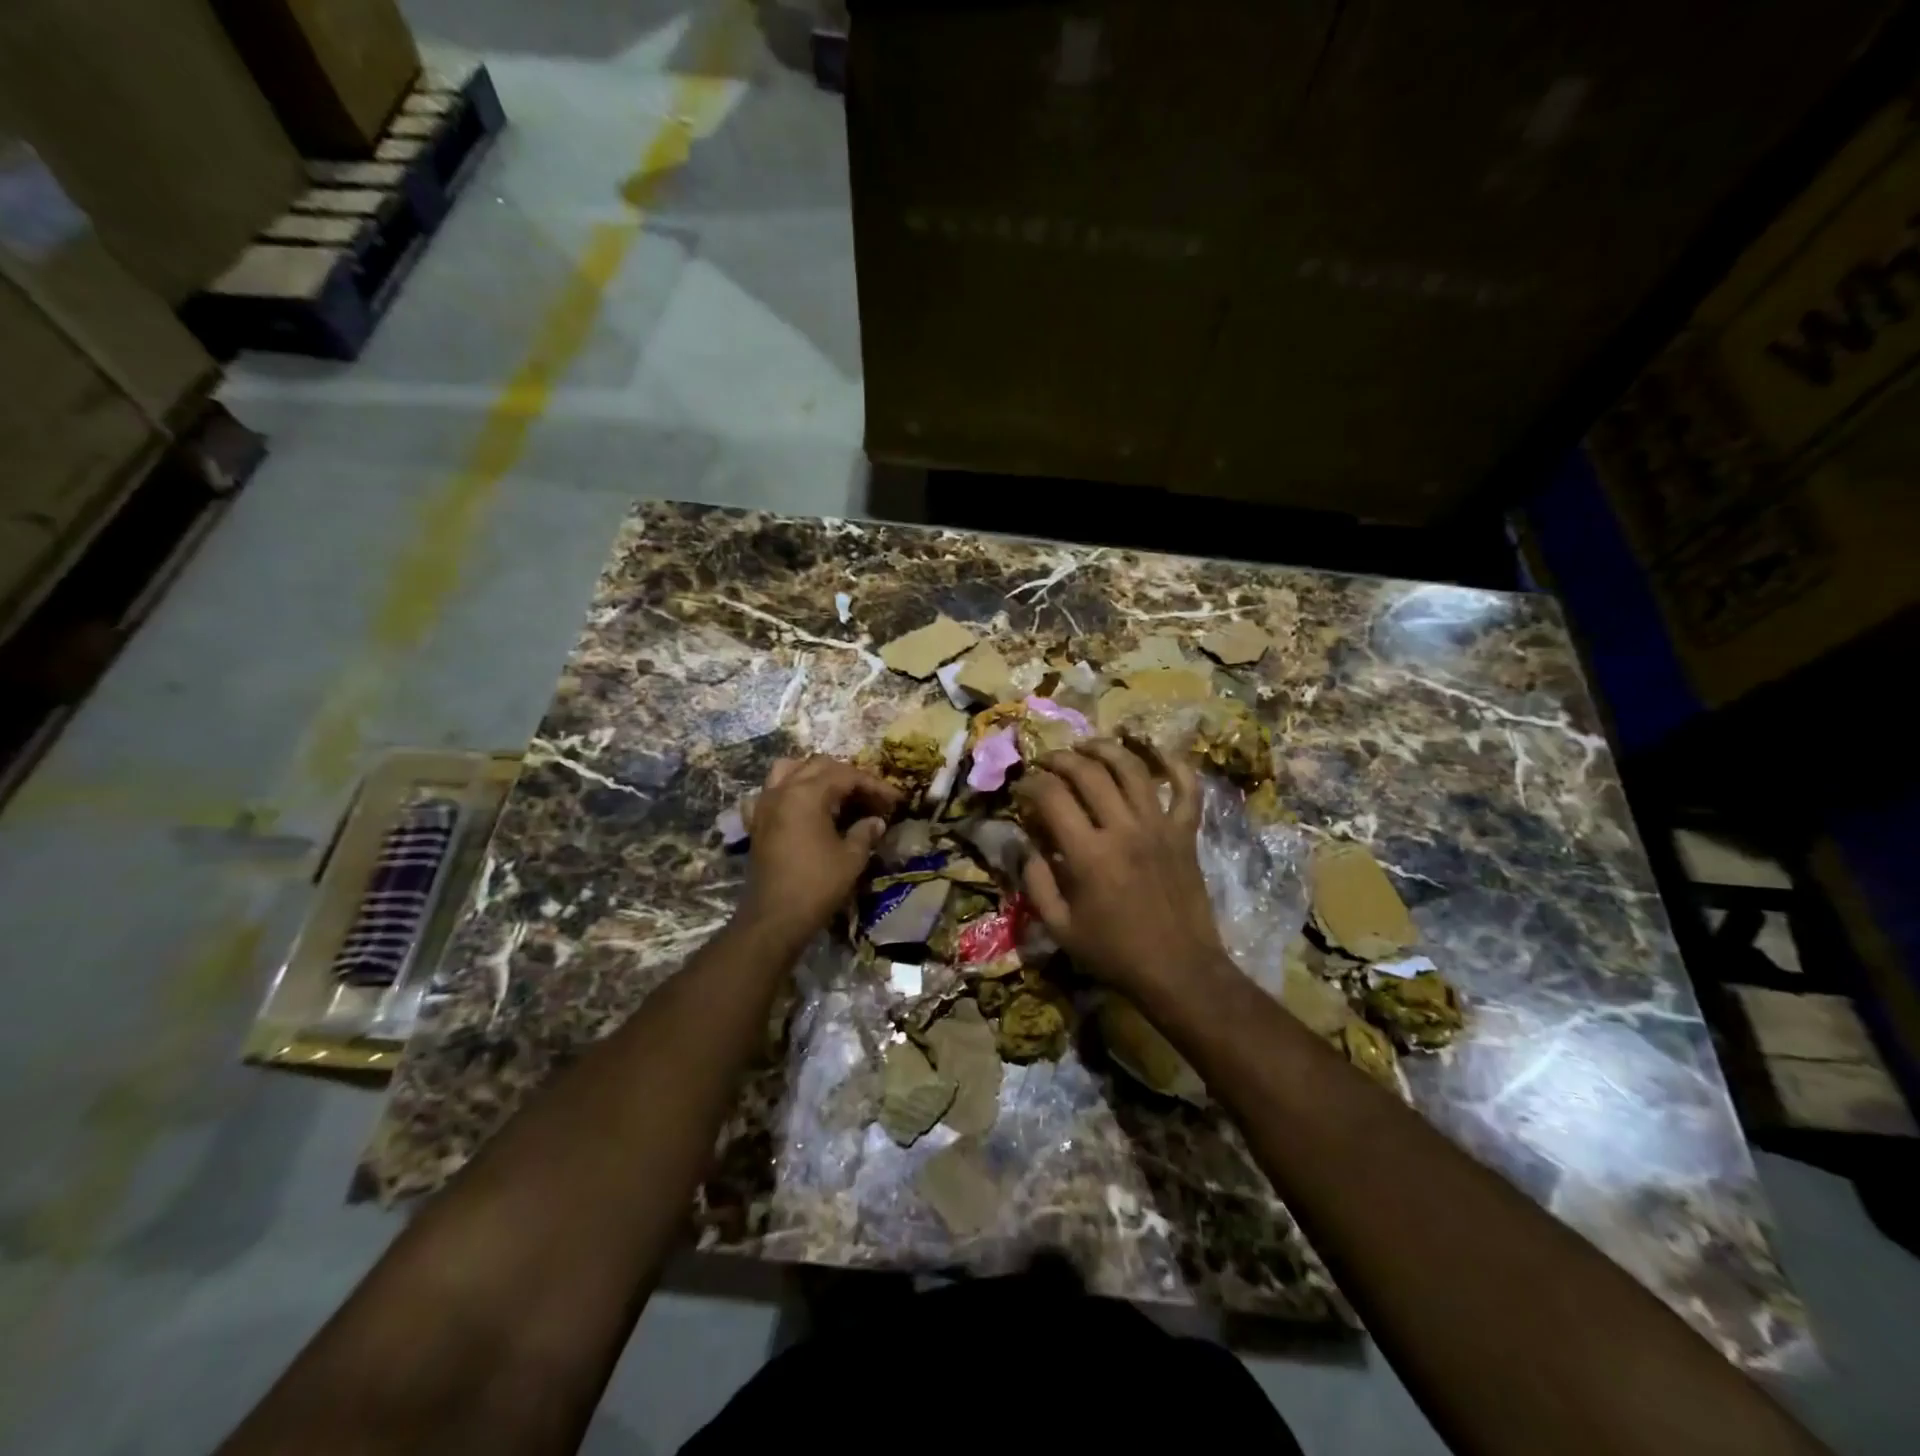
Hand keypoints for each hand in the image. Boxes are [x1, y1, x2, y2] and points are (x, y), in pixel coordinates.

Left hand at [739, 755, 900, 942]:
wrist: (774, 918)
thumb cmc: (817, 885)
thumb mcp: (851, 858)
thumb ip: (865, 832)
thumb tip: (876, 821)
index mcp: (808, 793)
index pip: (847, 776)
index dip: (875, 785)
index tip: (896, 799)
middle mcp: (783, 790)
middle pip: (819, 766)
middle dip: (848, 777)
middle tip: (871, 797)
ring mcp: (765, 804)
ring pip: (789, 770)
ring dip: (815, 774)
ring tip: (835, 792)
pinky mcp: (756, 822)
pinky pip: (769, 793)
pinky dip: (786, 791)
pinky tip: (798, 806)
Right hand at [1013, 738, 1226, 997]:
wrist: (1179, 970)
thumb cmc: (1114, 952)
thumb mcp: (1060, 927)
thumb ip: (1035, 882)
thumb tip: (1023, 843)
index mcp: (1089, 854)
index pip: (1052, 796)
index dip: (1030, 784)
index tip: (1021, 788)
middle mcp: (1124, 829)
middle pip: (1088, 772)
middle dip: (1060, 759)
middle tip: (1046, 763)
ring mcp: (1159, 826)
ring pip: (1132, 769)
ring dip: (1105, 749)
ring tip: (1086, 746)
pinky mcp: (1186, 833)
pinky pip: (1186, 788)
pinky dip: (1174, 764)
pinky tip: (1155, 752)